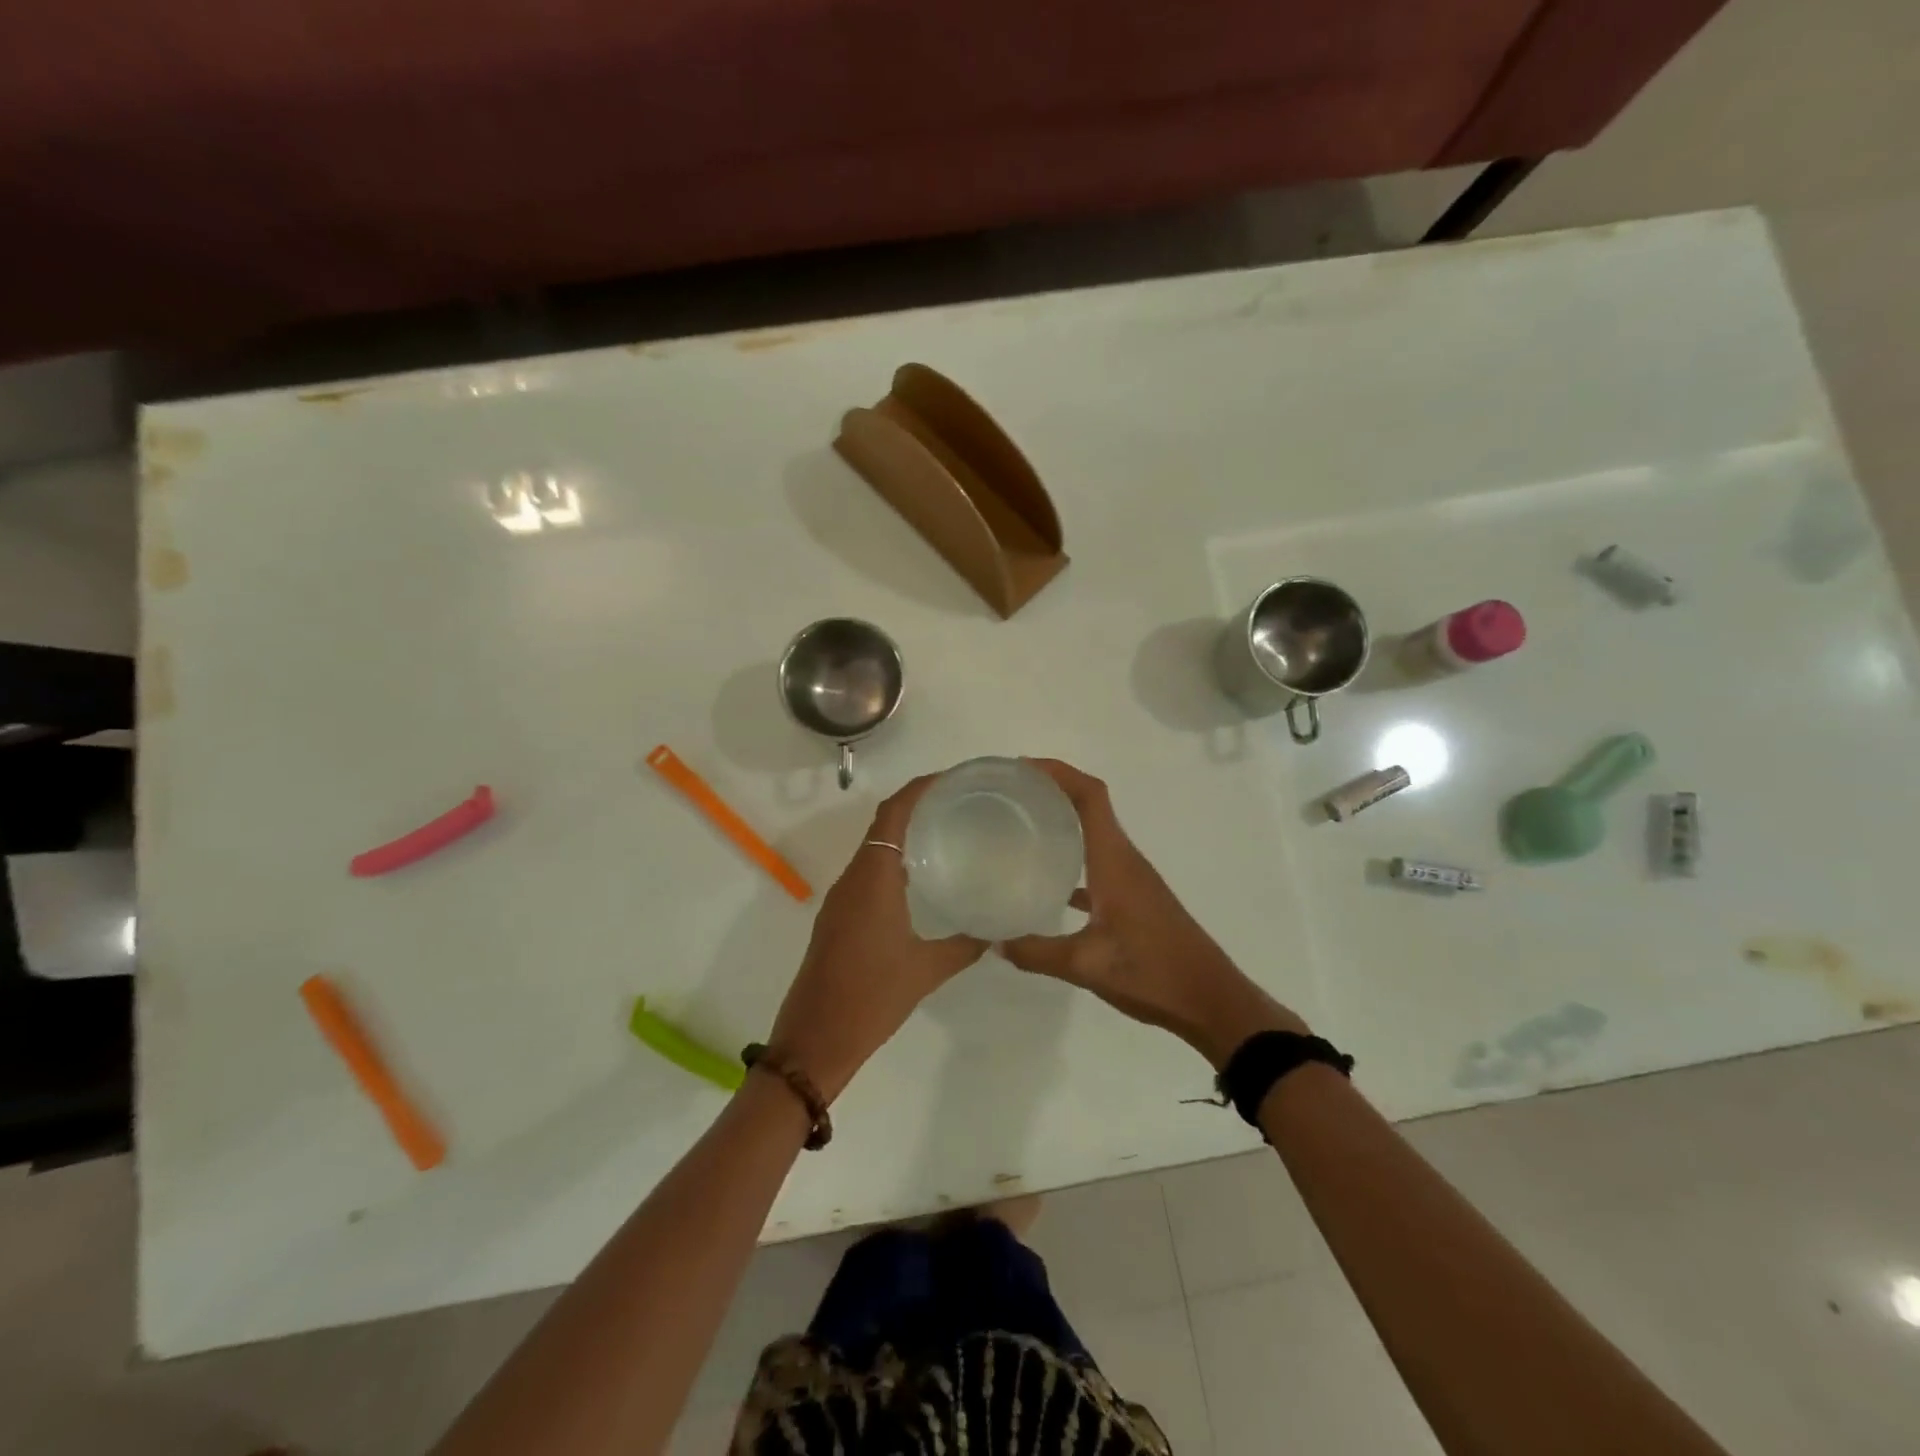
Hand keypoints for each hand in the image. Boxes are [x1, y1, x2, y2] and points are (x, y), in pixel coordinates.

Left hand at [765, 777, 986, 1101]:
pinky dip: (894, 861)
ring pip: (875, 849)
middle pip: (883, 824)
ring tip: (948, 831)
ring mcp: (842, 898)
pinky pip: (869, 873)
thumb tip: (996, 929)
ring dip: (905, 833)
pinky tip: (923, 878)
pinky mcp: (839, 917)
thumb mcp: (926, 971)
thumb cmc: (871, 998)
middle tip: (961, 802)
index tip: (953, 778)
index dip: (919, 788)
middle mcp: (854, 879)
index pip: (893, 814)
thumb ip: (965, 945)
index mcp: (873, 879)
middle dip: (917, 805)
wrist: (814, 1040)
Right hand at [1002, 759, 1305, 1065]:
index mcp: (1115, 860)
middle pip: (1090, 805)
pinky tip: (1047, 882)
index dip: (1058, 772)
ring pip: (1094, 834)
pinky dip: (1073, 860)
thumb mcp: (1085, 966)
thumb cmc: (1152, 973)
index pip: (1090, 796)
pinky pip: (1098, 864)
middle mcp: (1124, 859)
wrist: (1210, 1001)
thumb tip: (995, 941)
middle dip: (1052, 790)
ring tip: (1020, 827)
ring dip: (1063, 821)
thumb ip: (1036, 952)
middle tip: (1008, 796)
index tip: (1020, 769)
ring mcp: (1131, 879)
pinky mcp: (1134, 899)